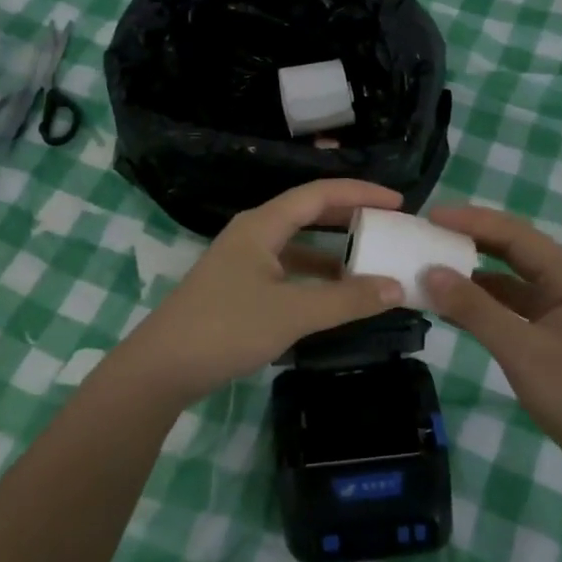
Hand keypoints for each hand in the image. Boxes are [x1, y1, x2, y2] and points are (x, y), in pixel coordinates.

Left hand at [107, 179, 406, 408]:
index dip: (360, 193)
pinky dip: (314, 277)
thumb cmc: (226, 328)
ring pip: (297, 245)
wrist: (162, 368)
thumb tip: (396, 287)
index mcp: (262, 225)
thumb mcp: (293, 313)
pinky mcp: (238, 288)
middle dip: (349, 217)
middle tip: (388, 225)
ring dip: (333, 251)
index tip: (399, 202)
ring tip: (369, 262)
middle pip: (308, 213)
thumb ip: (346, 300)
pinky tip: (333, 296)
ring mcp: (243, 262)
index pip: (319, 194)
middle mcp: (252, 234)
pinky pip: (287, 270)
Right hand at [424, 205, 561, 484]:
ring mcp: (561, 312)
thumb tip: (430, 272)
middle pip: (513, 250)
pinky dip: (483, 304)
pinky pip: (512, 307)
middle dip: (471, 239)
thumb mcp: (522, 351)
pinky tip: (454, 309)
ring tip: (433, 267)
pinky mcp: (554, 337)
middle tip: (427, 234)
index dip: (471, 220)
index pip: (514, 234)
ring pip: (511, 280)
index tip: (429, 215)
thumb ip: (476, 310)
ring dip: (475, 274)